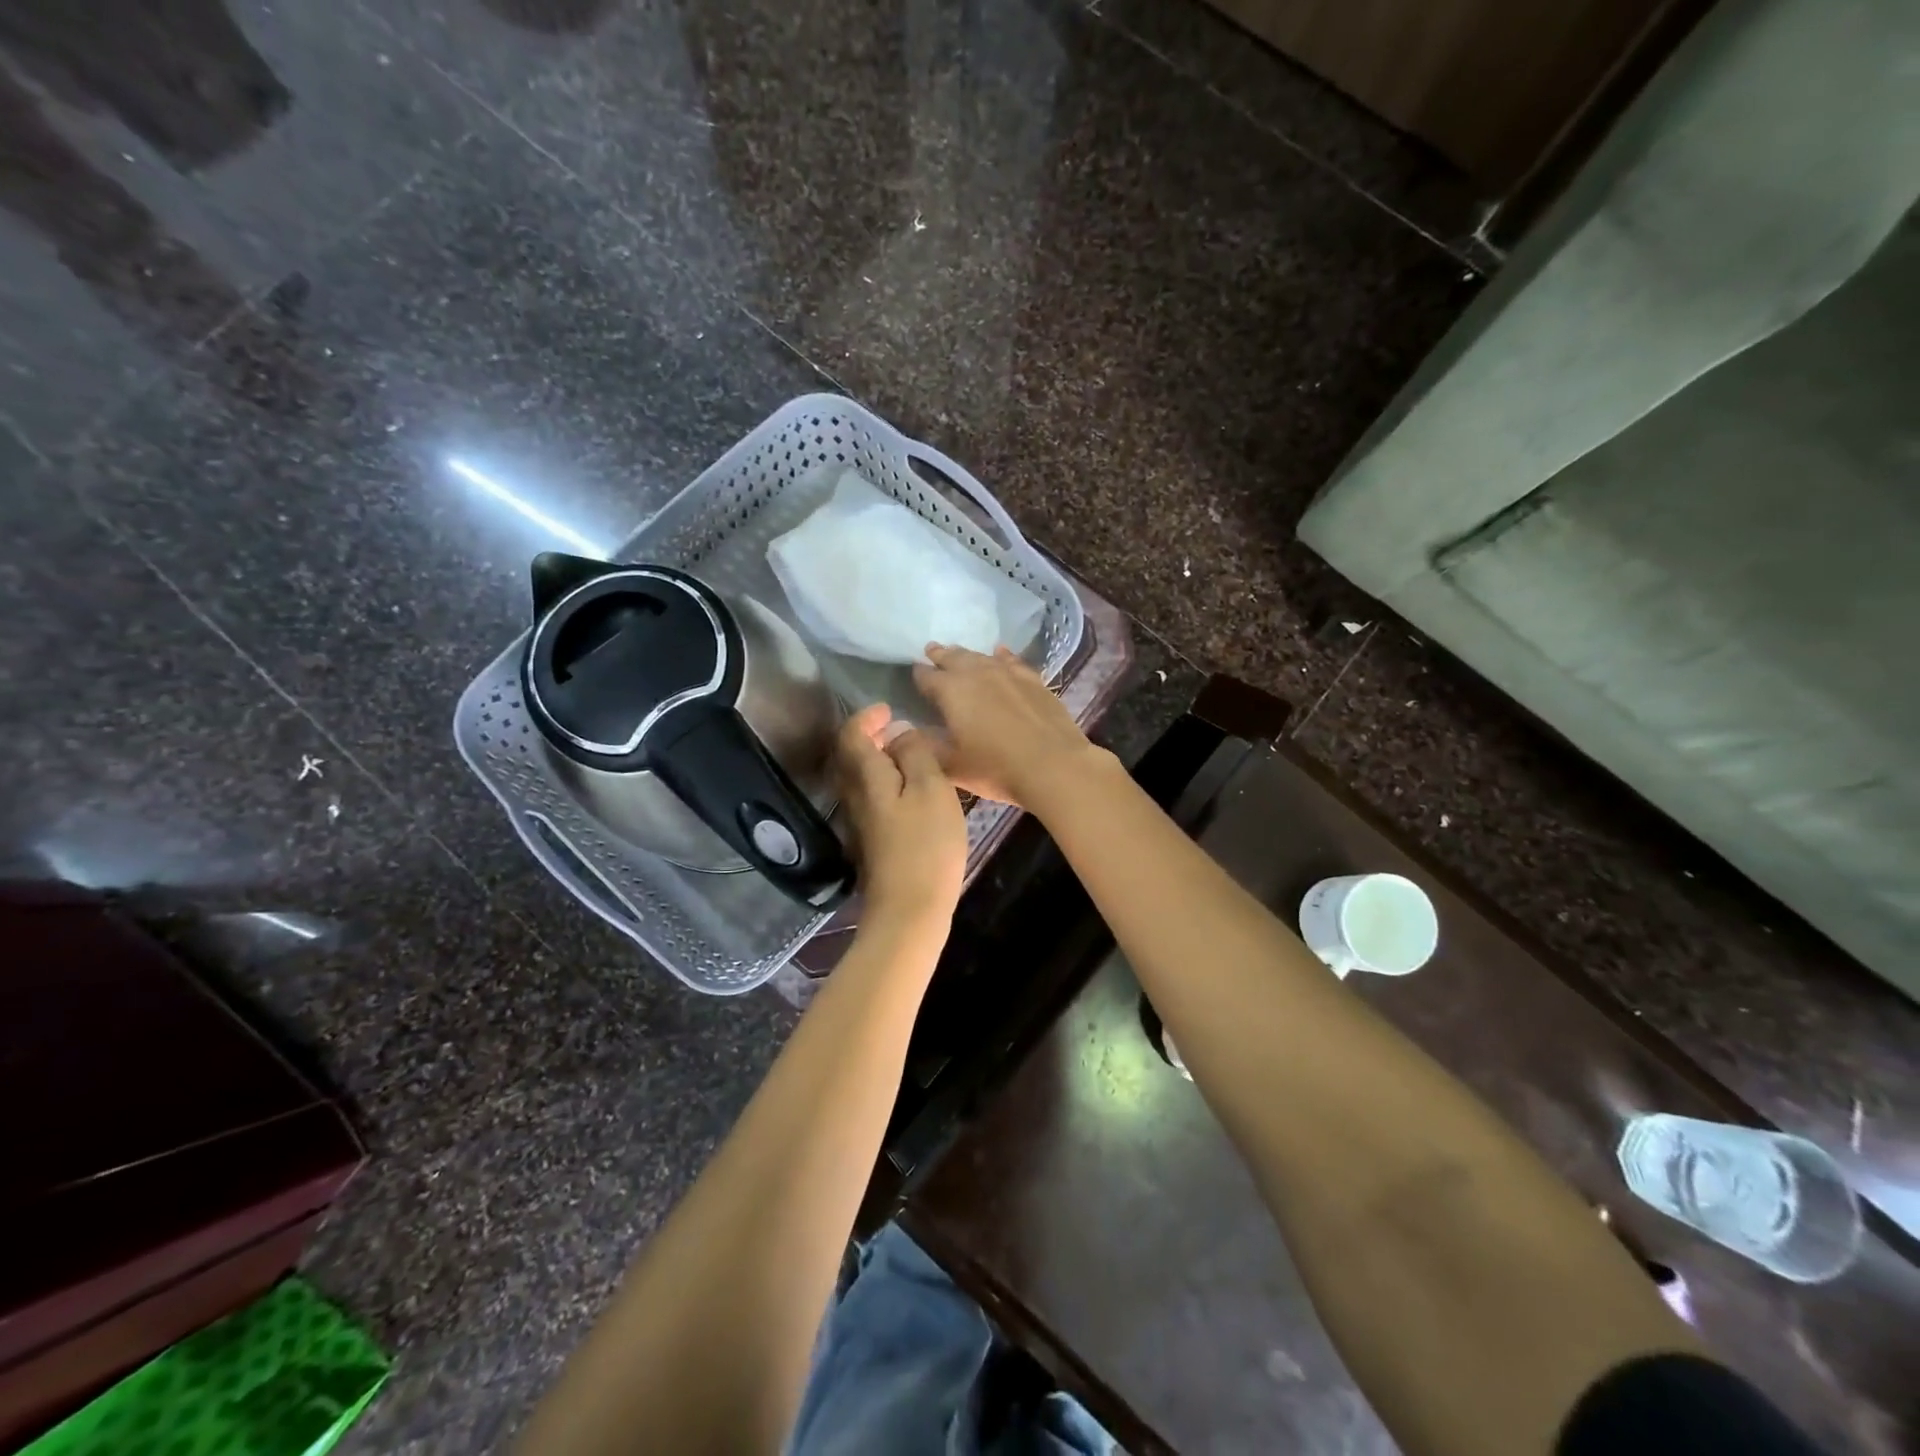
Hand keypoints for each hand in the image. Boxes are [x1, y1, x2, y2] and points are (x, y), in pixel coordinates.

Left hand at [834, 702, 968, 922]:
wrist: (910, 909)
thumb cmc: (926, 844)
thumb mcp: (930, 788)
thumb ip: (915, 753)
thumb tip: (900, 733)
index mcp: (866, 777)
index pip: (851, 735)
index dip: (866, 716)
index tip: (889, 709)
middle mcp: (854, 796)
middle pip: (850, 756)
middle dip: (869, 736)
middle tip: (897, 728)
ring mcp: (860, 821)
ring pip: (860, 779)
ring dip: (877, 760)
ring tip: (908, 755)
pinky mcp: (871, 842)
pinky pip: (871, 798)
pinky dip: (885, 783)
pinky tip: (911, 791)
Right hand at [911, 644, 1113, 811]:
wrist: (1053, 765)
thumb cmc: (995, 768)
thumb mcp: (951, 766)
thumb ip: (925, 746)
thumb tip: (904, 732)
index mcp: (950, 691)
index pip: (926, 677)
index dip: (917, 675)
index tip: (913, 674)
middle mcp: (976, 673)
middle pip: (952, 657)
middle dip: (940, 655)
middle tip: (931, 651)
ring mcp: (1007, 672)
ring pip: (980, 656)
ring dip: (966, 655)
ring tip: (958, 653)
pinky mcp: (1032, 679)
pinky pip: (1011, 660)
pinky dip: (1000, 656)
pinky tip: (999, 653)